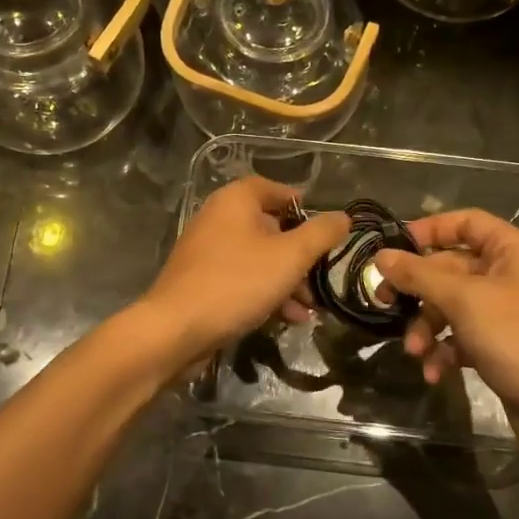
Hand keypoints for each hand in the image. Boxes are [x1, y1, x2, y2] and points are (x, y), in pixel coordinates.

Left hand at [135, 177, 349, 371]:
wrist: (175, 330)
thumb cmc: (236, 283)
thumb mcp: (289, 257)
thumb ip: (320, 234)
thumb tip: (344, 217)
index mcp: (234, 201)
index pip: (272, 188)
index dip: (300, 203)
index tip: (325, 227)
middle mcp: (217, 219)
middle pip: (268, 226)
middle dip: (300, 254)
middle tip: (322, 276)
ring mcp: (206, 252)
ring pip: (258, 258)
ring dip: (287, 280)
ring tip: (310, 309)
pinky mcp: (202, 282)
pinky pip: (242, 280)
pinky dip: (266, 293)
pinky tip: (288, 319)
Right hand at [371, 209, 518, 445]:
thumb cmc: (518, 338)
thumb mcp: (464, 300)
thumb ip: (419, 275)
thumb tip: (380, 256)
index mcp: (512, 251)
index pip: (466, 223)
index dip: (429, 230)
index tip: (393, 247)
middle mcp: (509, 276)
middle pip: (451, 268)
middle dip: (418, 290)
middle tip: (383, 300)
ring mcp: (505, 314)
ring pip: (451, 306)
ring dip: (427, 326)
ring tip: (415, 350)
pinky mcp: (499, 348)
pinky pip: (461, 338)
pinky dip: (444, 351)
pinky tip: (434, 373)